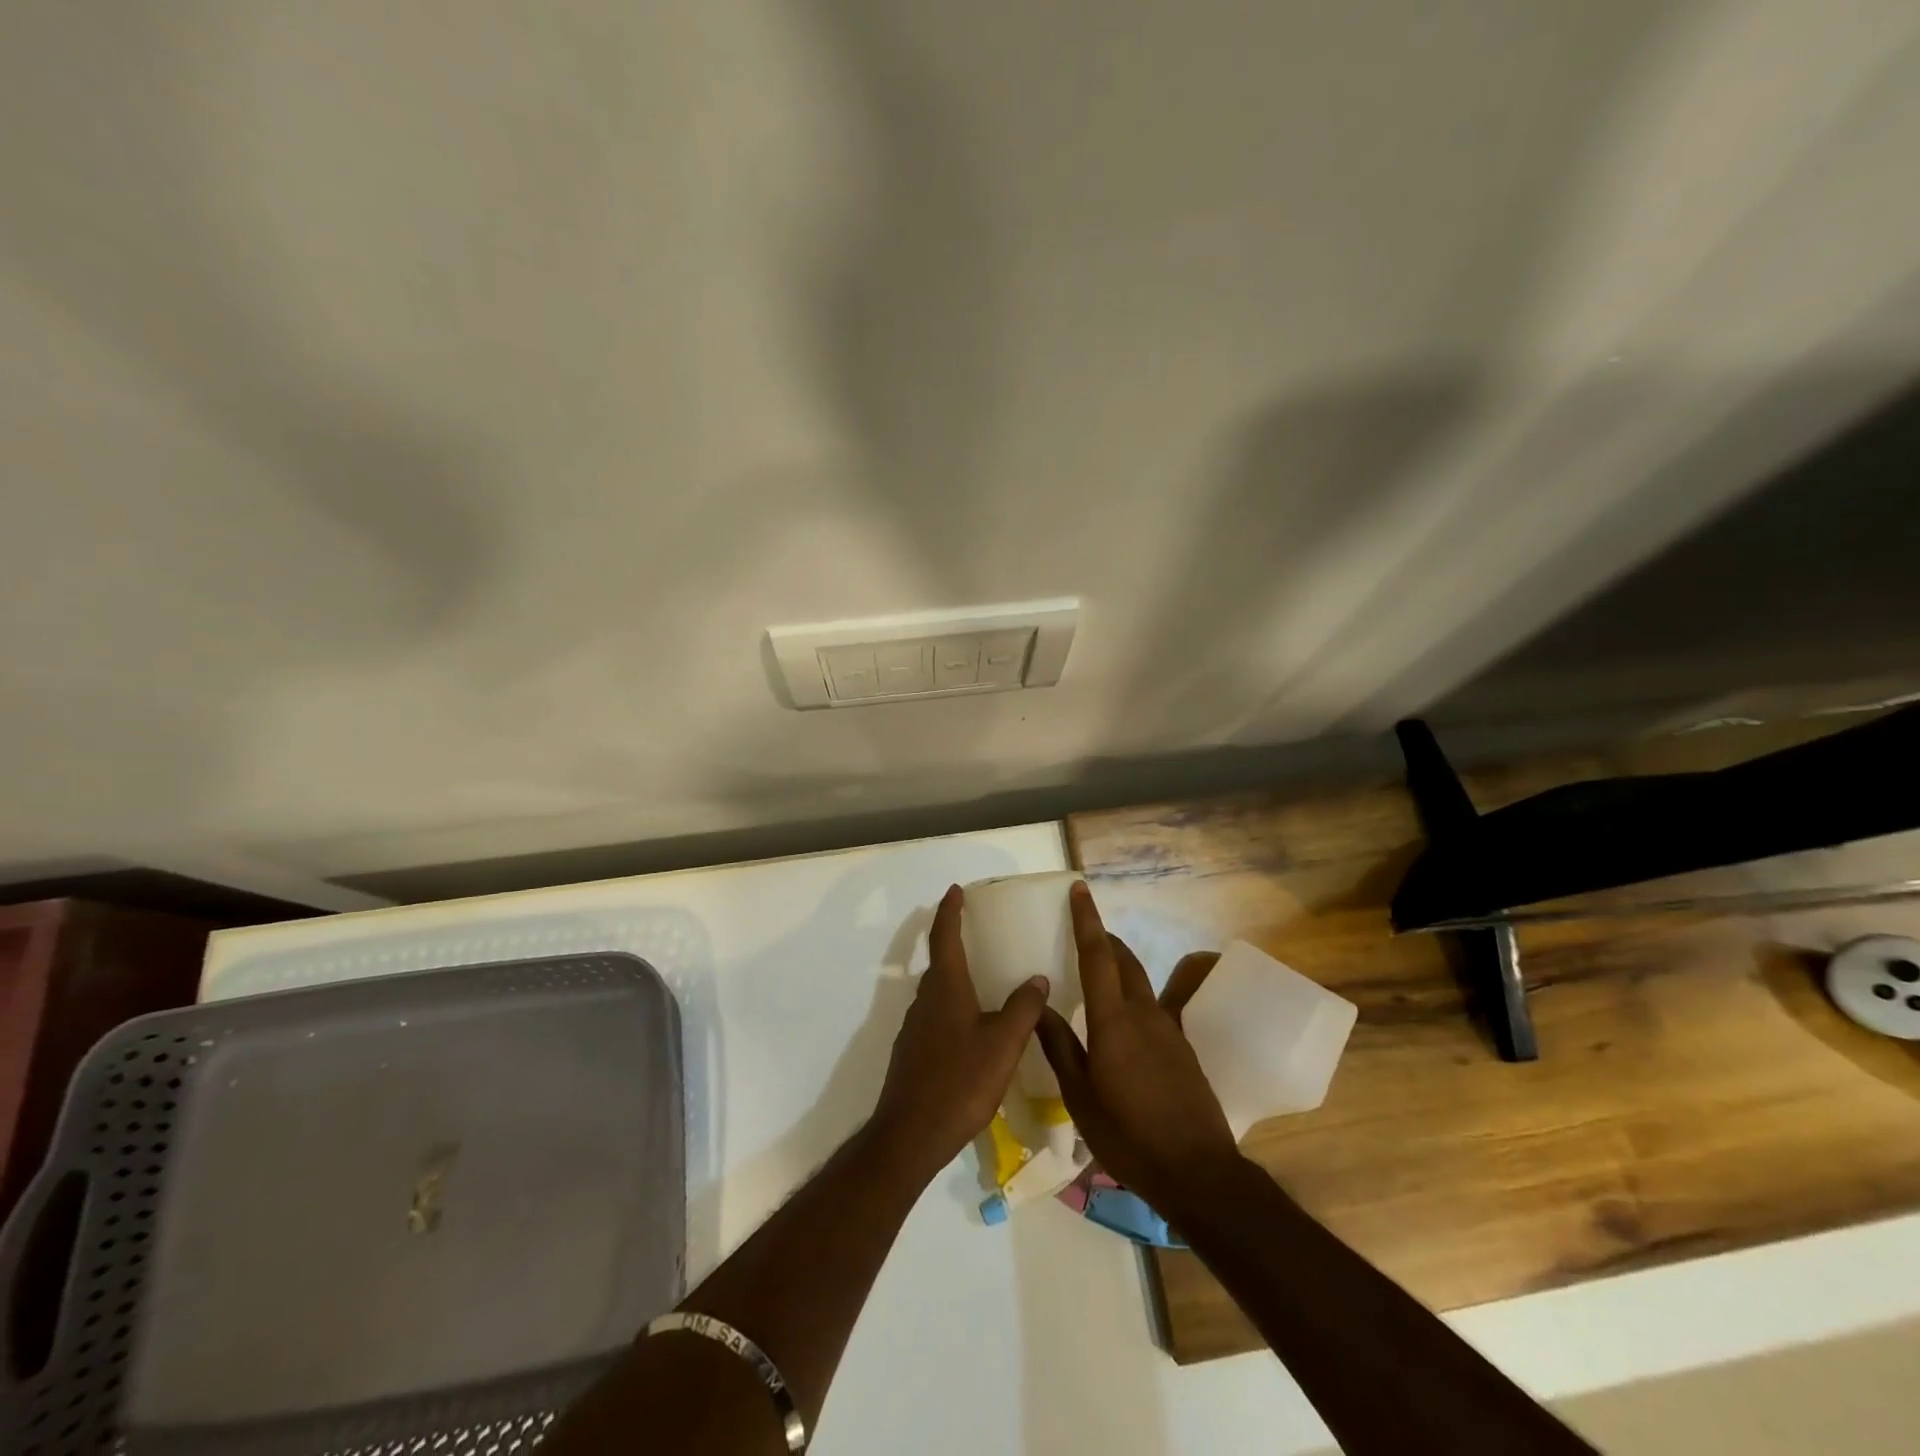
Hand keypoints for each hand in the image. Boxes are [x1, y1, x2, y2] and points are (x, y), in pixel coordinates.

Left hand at [869, 885, 1050, 1180]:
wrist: (911, 1135)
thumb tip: (1037, 978)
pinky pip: (935, 1016)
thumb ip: (1023, 1008)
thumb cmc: (960, 1081)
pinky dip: (952, 1007)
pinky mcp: (912, 1052)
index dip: (950, 911)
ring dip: (955, 977)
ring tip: (982, 980)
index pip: (945, 936)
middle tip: (978, 933)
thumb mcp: (1003, 1044)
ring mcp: (914, 1027)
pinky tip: (971, 1028)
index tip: (955, 890)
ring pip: (937, 991)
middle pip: (939, 962)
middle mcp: (925, 1000)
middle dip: (954, 942)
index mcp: (946, 988)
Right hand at [1035, 882, 1239, 1213]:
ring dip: (1118, 967)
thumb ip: (1059, 1047)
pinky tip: (1119, 1024)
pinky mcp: (1181, 1048)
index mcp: (1114, 1021)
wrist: (1198, 1171)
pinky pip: (1151, 1007)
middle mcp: (1144, 1014)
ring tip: (1094, 974)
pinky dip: (1130, 997)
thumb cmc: (1129, 1136)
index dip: (1087, 920)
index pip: (1098, 956)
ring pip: (1139, 982)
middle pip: (1123, 960)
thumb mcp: (1080, 1097)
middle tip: (1081, 931)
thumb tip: (1039, 1006)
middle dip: (1103, 938)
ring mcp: (1167, 1029)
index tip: (1079, 890)